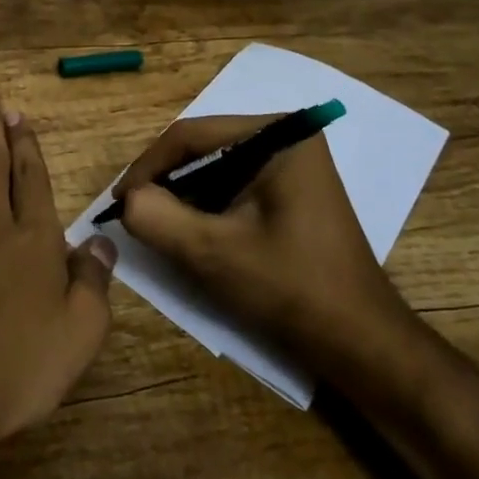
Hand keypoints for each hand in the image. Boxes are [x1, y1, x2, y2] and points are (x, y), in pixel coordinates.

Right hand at [113, 114, 421, 376]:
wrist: (361, 343)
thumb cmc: (291, 288)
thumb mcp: (212, 252)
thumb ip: (158, 218)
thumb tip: (128, 200)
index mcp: (278, 135)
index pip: (191, 135)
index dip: (147, 167)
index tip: (117, 202)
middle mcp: (288, 137)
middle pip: (204, 148)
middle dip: (166, 182)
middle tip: (135, 215)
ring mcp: (294, 165)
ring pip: (217, 169)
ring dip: (185, 197)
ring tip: (158, 227)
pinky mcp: (293, 192)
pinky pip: (236, 186)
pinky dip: (209, 208)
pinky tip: (193, 235)